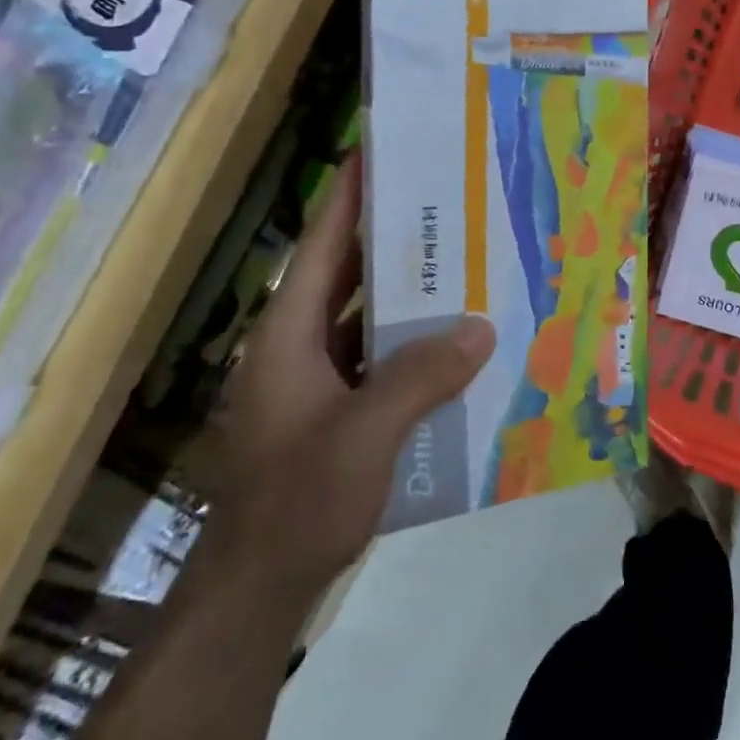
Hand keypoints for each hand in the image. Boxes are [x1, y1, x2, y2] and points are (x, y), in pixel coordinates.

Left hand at [206, 158, 494, 609]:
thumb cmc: (298, 502)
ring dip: (410, 293)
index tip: (381, 151)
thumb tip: (480, 327)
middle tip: (448, 201)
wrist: (259, 589)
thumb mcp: (363, 436)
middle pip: (347, 273)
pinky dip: (414, 343)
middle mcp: (297, 345)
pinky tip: (457, 341)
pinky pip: (379, 358)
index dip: (349, 195)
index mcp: (287, 334)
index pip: (321, 245)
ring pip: (367, 317)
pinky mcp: (335, 409)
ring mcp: (315, 380)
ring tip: (465, 261)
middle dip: (394, 236)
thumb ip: (420, 377)